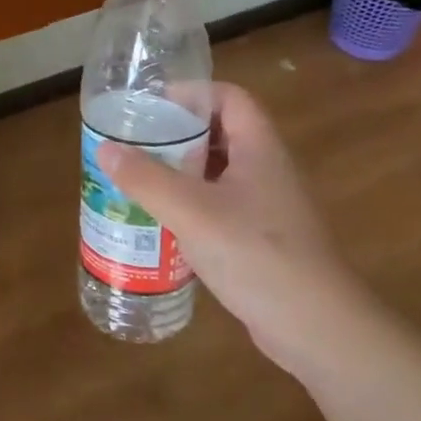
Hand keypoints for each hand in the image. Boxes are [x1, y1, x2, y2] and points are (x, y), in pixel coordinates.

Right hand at [96, 82, 376, 377]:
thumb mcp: (190, 211)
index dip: (192, 93)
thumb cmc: (255, 254)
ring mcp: (268, 207)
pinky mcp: (262, 239)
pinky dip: (191, 205)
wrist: (315, 327)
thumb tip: (105, 147)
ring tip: (139, 180)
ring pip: (218, 173)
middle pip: (221, 134)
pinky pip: (220, 207)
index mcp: (259, 150)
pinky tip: (163, 223)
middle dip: (177, 135)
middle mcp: (268, 171)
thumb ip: (145, 178)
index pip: (230, 98)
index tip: (152, 106)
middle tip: (135, 144)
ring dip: (181, 172)